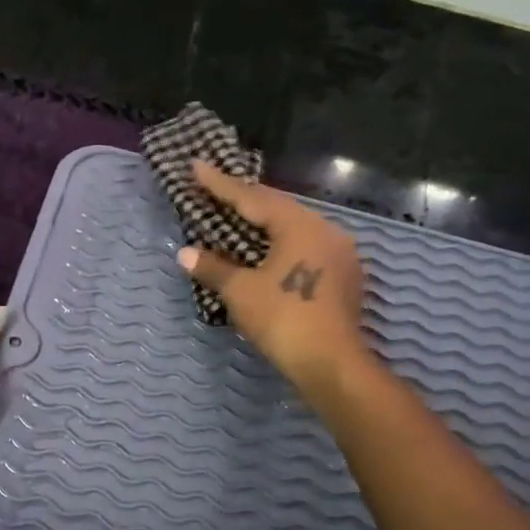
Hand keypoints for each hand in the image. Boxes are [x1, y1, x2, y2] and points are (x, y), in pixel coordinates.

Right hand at [176, 161, 366, 396]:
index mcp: (299, 225)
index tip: (196, 165)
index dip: (220, 183)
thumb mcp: (241, 291)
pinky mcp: (345, 276)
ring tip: (237, 218)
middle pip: (277, 208)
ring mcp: (340, 253)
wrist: (332, 364)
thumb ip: (213, 267)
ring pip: (294, 228)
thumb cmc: (283, 319)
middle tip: (214, 189)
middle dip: (243, 200)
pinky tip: (267, 251)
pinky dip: (281, 245)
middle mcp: (325, 230)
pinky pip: (306, 247)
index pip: (252, 197)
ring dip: (264, 223)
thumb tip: (185, 253)